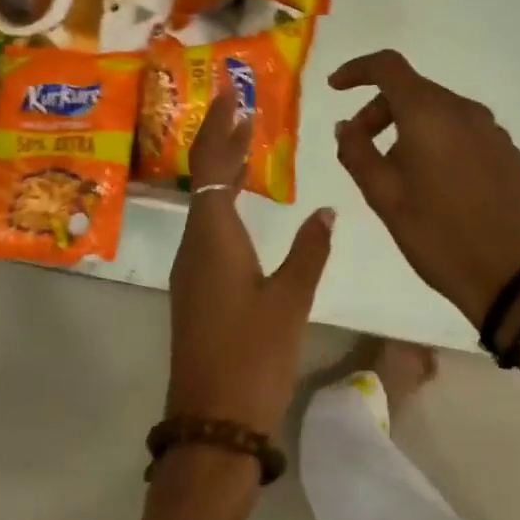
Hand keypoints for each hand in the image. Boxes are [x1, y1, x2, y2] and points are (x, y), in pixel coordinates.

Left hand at [167, 93, 335, 437]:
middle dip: (219, 138)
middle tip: (238, 103)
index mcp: (214, 238)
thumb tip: (328, 210)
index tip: (233, 95)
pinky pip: (207, 226)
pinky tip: (239, 200)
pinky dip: (223, 199)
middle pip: (204, 177)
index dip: (223, 129)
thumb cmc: (253, 358)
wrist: (213, 423)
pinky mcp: (197, 287)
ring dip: (221, 167)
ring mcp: (192, 268)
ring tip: (244, 138)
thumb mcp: (290, 301)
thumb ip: (310, 250)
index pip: (215, 166)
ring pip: (204, 202)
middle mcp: (195, 245)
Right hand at [330, 50, 519, 325]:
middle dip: (379, 110)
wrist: (516, 276)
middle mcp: (464, 110)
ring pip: (438, 112)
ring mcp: (492, 131)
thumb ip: (357, 153)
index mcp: (429, 114)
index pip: (388, 67)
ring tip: (396, 173)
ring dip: (408, 127)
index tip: (335, 88)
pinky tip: (434, 183)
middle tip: (360, 147)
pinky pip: (462, 131)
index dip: (357, 70)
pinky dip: (437, 140)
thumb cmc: (440, 236)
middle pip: (413, 90)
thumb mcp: (385, 198)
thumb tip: (346, 125)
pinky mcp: (509, 153)